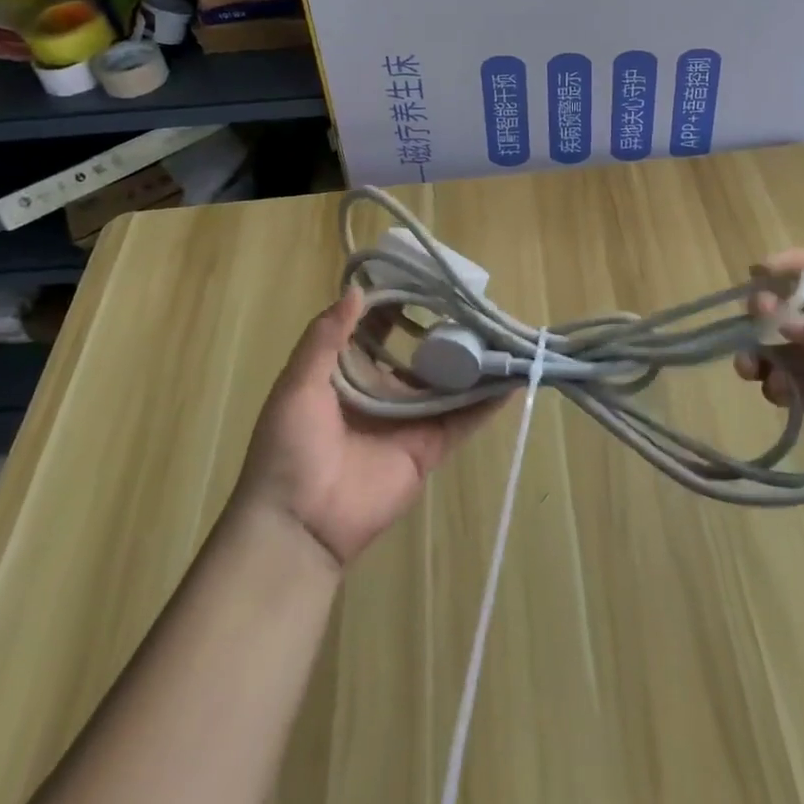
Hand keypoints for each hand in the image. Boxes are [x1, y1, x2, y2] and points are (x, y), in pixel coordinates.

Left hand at [236, 287, 501, 568]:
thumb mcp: (297, 385)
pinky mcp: (428, 448)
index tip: (428, 278)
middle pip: (422, 353)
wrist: (297, 525)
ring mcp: (409, 419)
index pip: (380, 327)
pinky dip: (488, 404)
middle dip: (447, 330)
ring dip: (474, 362)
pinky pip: (463, 421)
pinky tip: (513, 380)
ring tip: (505, 334)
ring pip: (448, 384)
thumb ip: (325, 338)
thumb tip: (356, 290)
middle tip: (478, 303)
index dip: (401, 303)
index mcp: (348, 372)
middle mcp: (383, 390)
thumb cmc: (290, 448)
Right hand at [737, 250, 803, 484]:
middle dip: (766, 314)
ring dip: (763, 353)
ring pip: (785, 348)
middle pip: (793, 309)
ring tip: (749, 367)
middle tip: (750, 326)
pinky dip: (778, 386)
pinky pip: (794, 385)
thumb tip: (781, 324)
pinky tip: (777, 393)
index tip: (756, 272)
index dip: (788, 266)